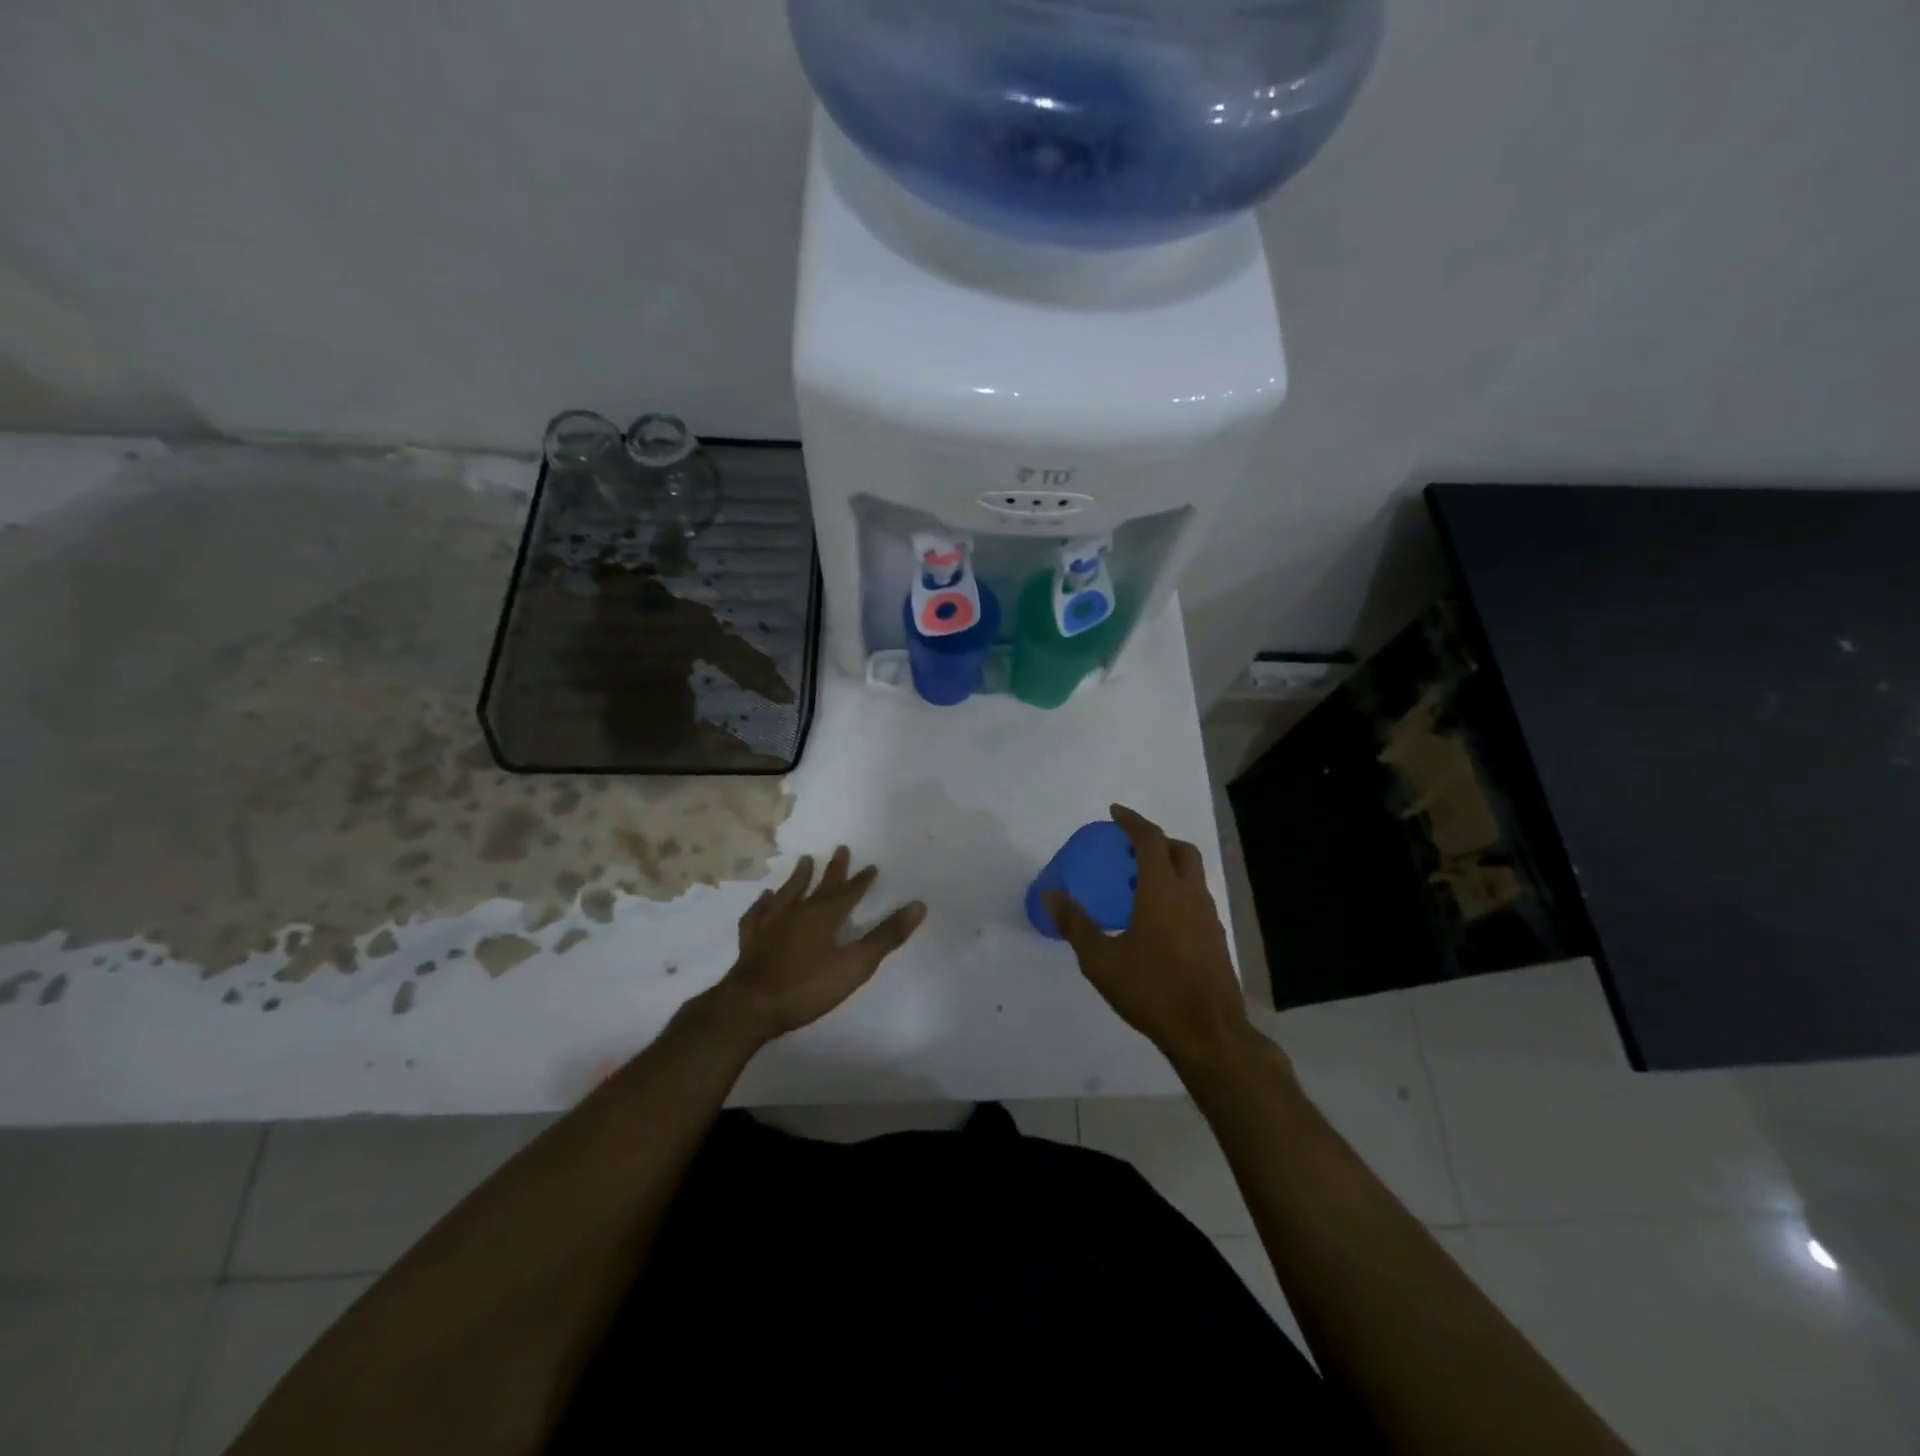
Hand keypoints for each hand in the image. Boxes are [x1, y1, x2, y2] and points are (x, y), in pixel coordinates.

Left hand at [705, 847, 924, 1046]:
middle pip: (819, 886)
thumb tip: (918, 905)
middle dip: (833, 870)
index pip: (848, 893)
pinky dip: (763, 905)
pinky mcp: (752, 941)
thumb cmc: (806, 987)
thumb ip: (886, 936)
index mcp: (824, 917)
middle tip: (841, 849)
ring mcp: (771, 925)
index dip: (861, 881)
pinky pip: (758, 915)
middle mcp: (797, 912)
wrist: (750, 1006)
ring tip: (804, 861)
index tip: (871, 867)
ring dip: (798, 878)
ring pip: (788, 893)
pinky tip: (764, 899)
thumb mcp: (855, 965)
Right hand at [1047, 805, 1256, 1072]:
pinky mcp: (1216, 937)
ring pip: (1192, 874)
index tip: (1115, 813)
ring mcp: (1209, 916)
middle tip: (1129, 848)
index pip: (1150, 839)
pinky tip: (1158, 919)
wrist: (1208, 1033)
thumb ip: (1076, 924)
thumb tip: (1051, 896)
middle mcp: (1190, 894)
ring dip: (1169, 865)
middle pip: (1180, 849)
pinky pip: (1196, 898)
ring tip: (1139, 883)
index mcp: (1163, 890)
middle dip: (1156, 839)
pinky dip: (1177, 891)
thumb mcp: (1101, 960)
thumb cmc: (1151, 991)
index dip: (1132, 821)